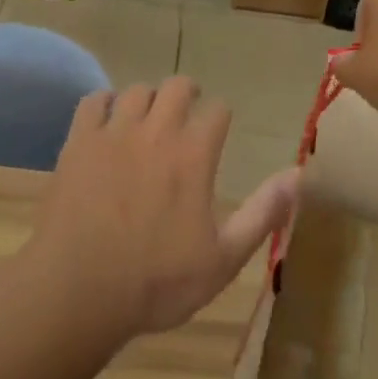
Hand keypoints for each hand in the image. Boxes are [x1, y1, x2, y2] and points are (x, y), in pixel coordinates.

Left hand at [29, 77, 298, 342]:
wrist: (78, 292)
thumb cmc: (156, 283)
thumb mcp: (223, 259)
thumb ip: (263, 213)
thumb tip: (299, 174)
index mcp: (194, 154)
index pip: (218, 110)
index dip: (221, 117)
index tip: (218, 130)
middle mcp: (157, 131)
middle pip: (178, 86)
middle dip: (188, 94)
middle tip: (187, 112)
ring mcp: (114, 132)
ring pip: (137, 90)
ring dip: (148, 99)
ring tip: (148, 119)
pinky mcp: (79, 141)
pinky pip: (93, 101)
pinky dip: (104, 104)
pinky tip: (107, 122)